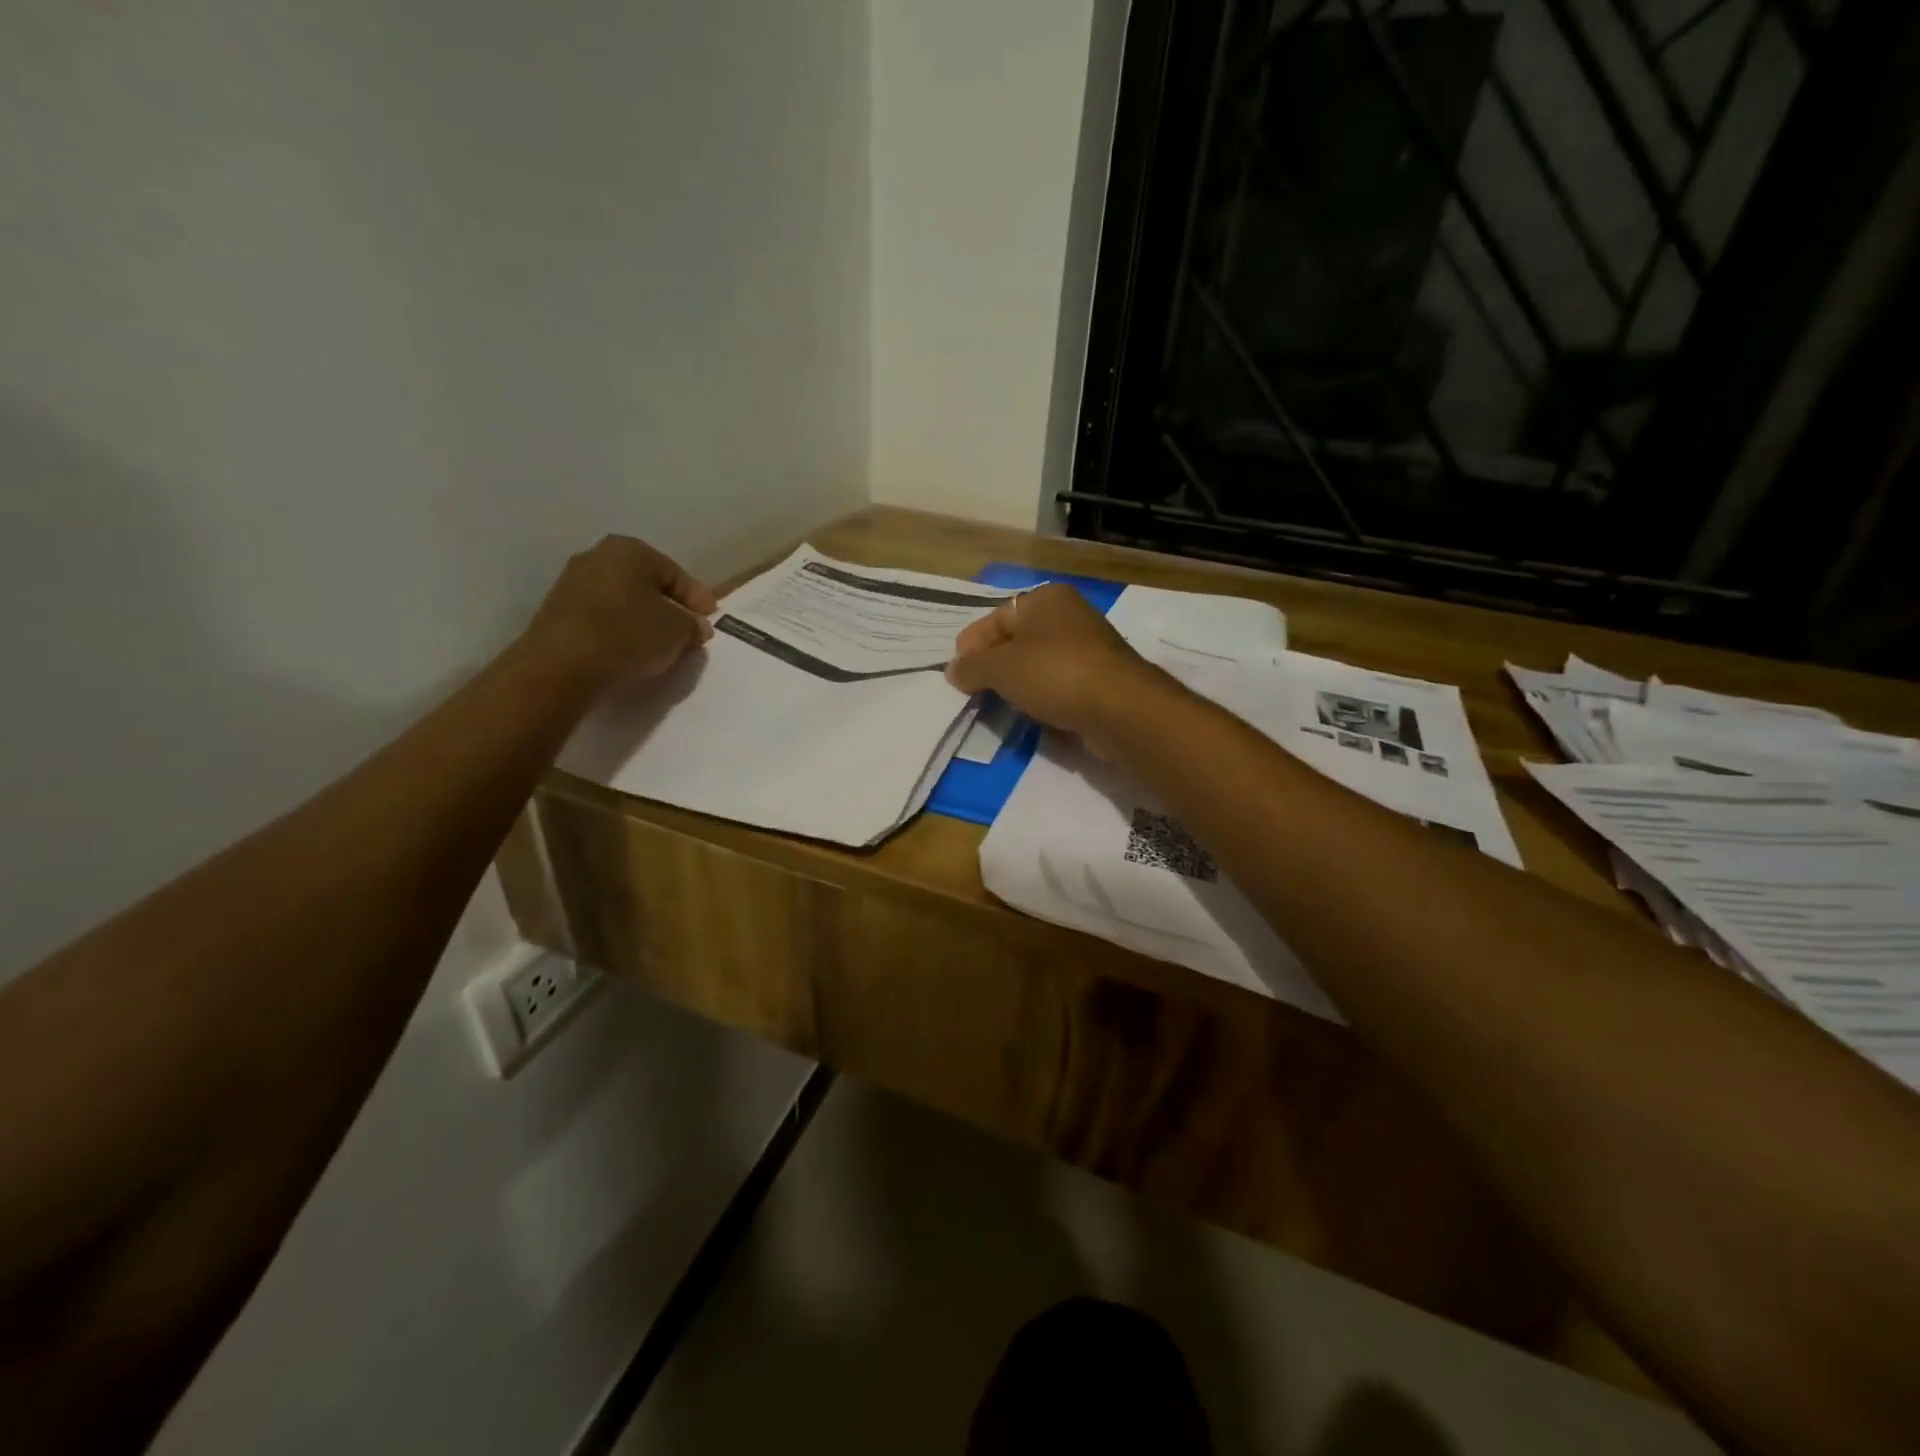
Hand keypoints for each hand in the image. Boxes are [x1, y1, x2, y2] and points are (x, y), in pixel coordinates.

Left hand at [526, 534, 717, 685]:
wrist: (562, 665)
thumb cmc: (629, 634)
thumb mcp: (679, 631)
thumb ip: (693, 625)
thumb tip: (696, 626)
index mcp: (631, 549)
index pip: (676, 574)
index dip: (698, 598)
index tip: (711, 619)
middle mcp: (598, 556)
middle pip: (647, 584)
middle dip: (669, 607)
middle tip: (688, 630)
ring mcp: (572, 583)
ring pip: (623, 600)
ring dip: (643, 619)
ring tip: (660, 645)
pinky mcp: (557, 613)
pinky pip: (602, 617)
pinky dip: (620, 630)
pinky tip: (630, 650)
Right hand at [946, 584, 1163, 750]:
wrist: (1121, 710)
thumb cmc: (1055, 674)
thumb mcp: (1001, 668)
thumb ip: (971, 667)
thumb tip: (953, 671)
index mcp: (1046, 599)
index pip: (996, 618)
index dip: (971, 646)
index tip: (956, 676)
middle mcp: (1069, 616)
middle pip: (1017, 642)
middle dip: (993, 668)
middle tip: (972, 694)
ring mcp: (1088, 649)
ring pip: (1038, 666)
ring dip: (1017, 687)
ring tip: (998, 709)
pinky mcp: (1099, 681)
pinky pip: (1058, 687)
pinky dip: (1042, 700)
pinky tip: (1031, 718)